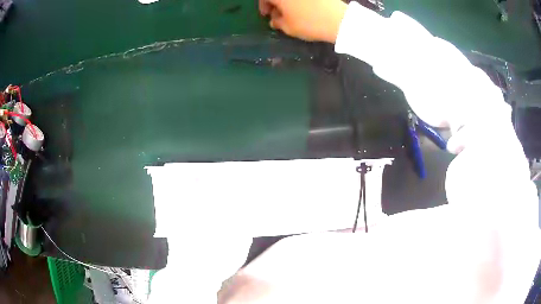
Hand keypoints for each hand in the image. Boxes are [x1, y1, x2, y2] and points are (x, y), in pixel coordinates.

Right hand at [259, 0, 346, 42]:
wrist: (338, 19)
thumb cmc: (309, 23)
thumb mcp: (288, 27)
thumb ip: (277, 22)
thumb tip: (274, 19)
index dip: (263, 6)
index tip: (266, 15)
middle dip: (275, 3)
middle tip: (278, 13)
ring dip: (287, 2)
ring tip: (291, 12)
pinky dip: (299, 1)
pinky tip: (303, 8)